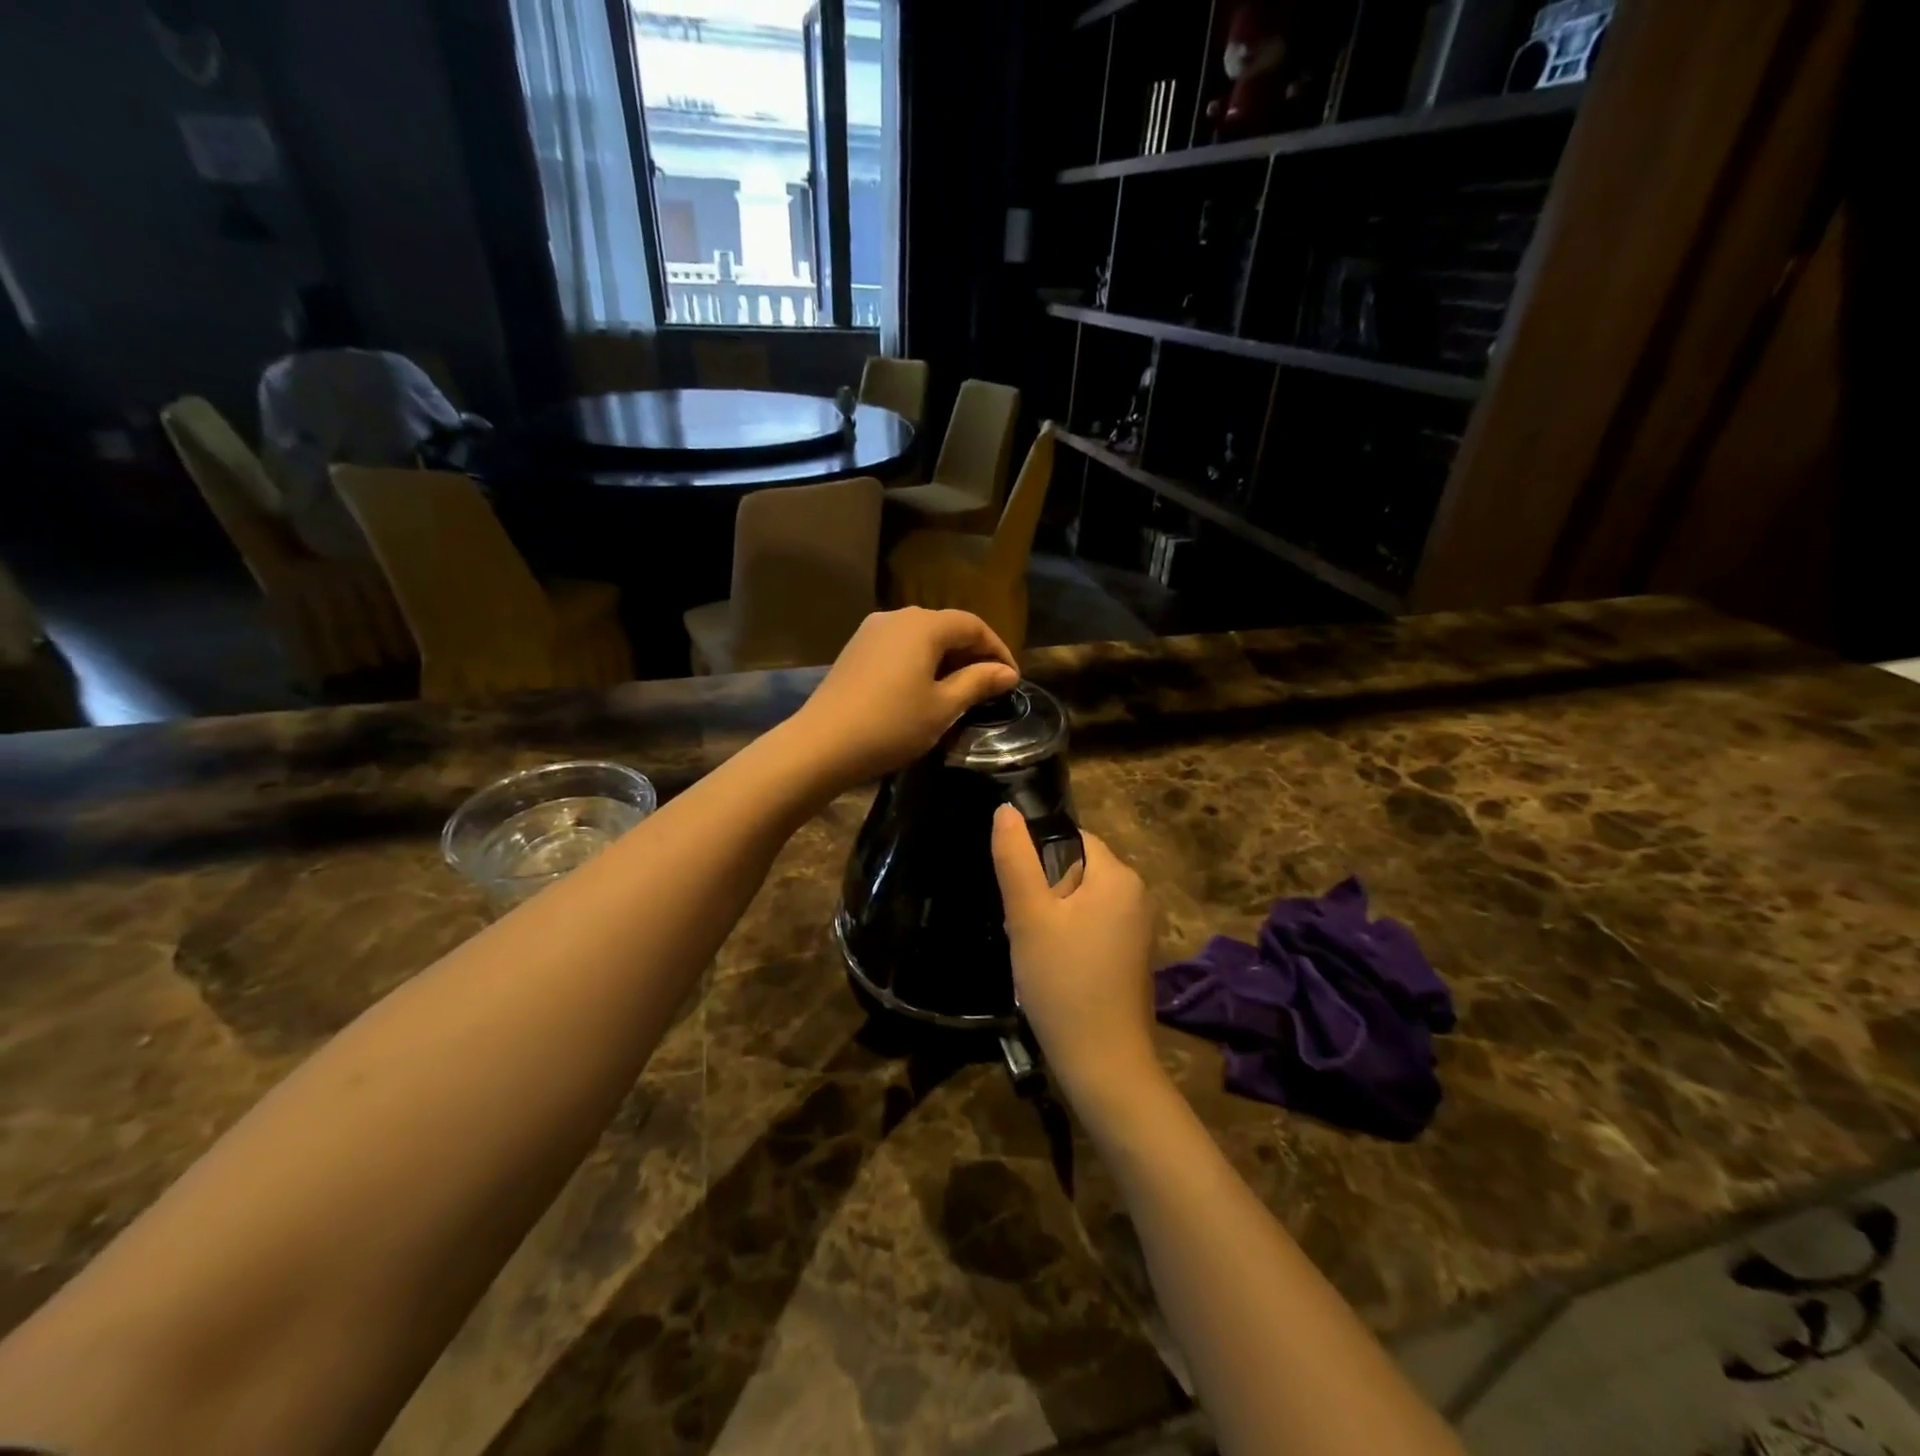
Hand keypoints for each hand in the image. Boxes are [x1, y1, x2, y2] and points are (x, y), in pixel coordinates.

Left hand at [790, 609, 1019, 788]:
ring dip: (945, 658)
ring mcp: (871, 631)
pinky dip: (920, 661)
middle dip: (972, 653)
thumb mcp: (943, 707)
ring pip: (921, 636)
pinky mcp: (856, 650)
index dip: (997, 649)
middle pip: (946, 626)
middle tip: (989, 686)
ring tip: (960, 690)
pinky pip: (899, 647)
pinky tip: (923, 689)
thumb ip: (978, 683)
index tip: (1011, 679)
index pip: (972, 625)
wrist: (822, 744)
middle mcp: (897, 617)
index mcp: (923, 625)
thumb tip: (1007, 672)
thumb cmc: (891, 725)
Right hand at [992, 805, 1163, 1111]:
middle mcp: (1138, 894)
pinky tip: (1055, 969)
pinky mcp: (1135, 955)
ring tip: (1036, 952)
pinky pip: (1095, 926)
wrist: (1104, 1063)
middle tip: (1024, 929)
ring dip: (1054, 918)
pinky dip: (1071, 938)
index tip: (1020, 897)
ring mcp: (1140, 927)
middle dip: (1045, 892)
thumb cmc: (1062, 982)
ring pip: (1082, 900)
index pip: (1072, 839)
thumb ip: (1015, 859)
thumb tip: (1006, 809)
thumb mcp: (1028, 916)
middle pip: (1077, 869)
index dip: (1038, 860)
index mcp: (1119, 876)